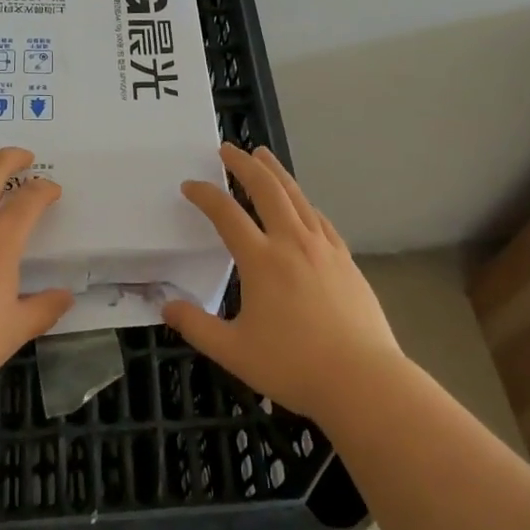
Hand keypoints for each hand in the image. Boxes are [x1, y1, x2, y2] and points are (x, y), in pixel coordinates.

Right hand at [165, 143, 400, 416]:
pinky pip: (319, 219)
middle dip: (244, 164)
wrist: (362, 380)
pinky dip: (303, 202)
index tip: (190, 186)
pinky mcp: (345, 259)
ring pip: (296, 196)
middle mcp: (292, 242)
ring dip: (276, 172)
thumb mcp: (234, 352)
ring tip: (263, 156)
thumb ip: (197, 326)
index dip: (205, 195)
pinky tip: (302, 204)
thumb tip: (166, 305)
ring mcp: (323, 248)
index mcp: (261, 260)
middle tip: (228, 149)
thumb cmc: (294, 366)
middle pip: (266, 189)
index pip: (226, 214)